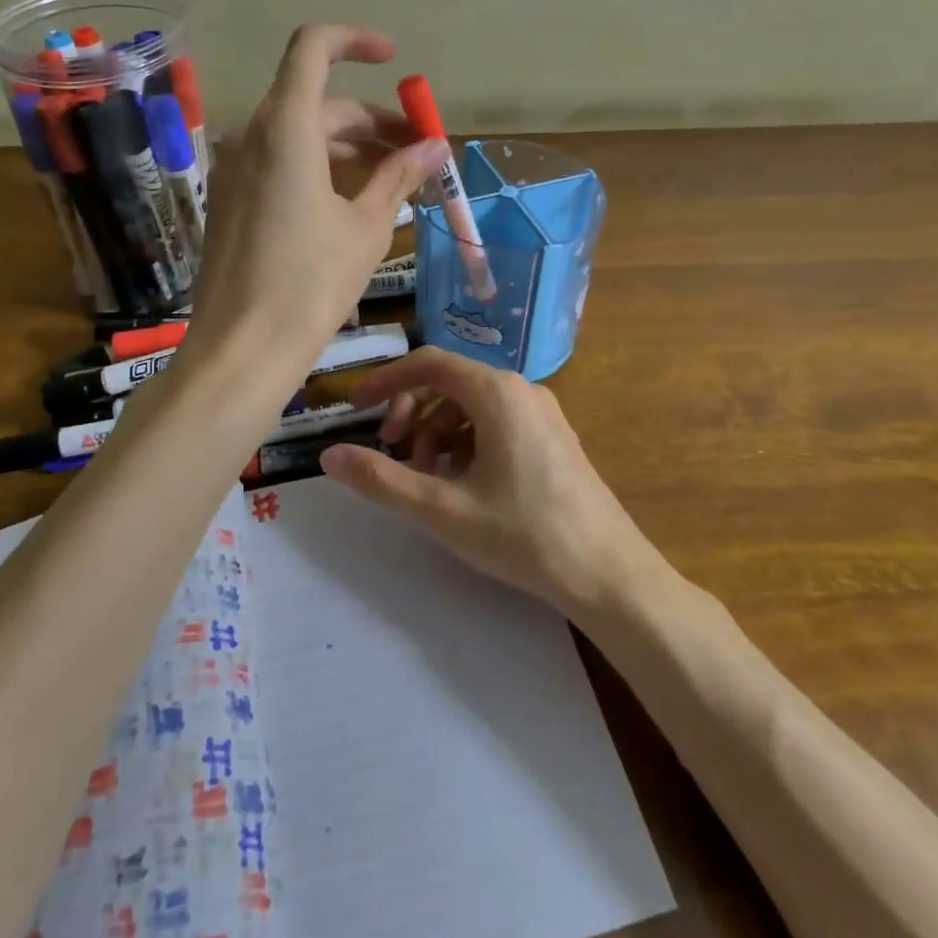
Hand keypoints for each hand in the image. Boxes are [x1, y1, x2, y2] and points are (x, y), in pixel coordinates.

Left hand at [188, 26, 446, 369]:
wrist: (243, 349)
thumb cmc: (311, 283)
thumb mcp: (366, 227)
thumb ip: (399, 176)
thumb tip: (436, 148)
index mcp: (285, 128)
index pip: (313, 48)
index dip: (356, 42)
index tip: (395, 62)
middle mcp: (252, 136)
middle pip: (317, 102)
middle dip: (372, 121)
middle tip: (419, 153)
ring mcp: (235, 169)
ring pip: (300, 136)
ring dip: (349, 147)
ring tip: (396, 180)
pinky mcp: (230, 200)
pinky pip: (280, 164)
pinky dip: (320, 168)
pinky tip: (352, 202)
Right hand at [321, 347, 656, 612]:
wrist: (608, 573)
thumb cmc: (523, 535)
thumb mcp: (442, 509)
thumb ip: (381, 479)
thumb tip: (329, 455)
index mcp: (497, 393)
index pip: (429, 363)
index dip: (386, 380)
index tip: (356, 407)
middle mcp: (522, 390)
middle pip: (450, 382)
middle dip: (412, 412)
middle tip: (392, 452)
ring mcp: (542, 413)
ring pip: (472, 405)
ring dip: (438, 432)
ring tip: (428, 479)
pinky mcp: (552, 438)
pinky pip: (497, 423)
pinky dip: (467, 443)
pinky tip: (463, 484)